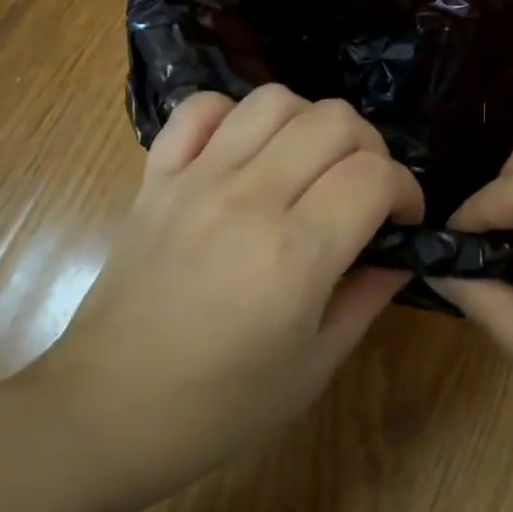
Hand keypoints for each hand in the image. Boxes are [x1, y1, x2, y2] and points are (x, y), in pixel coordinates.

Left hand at [40, 86, 421, 508]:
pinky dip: (234, 116)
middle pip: (334, 121)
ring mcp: (196, 179)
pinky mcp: (156, 177)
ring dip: (310, 124)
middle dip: (370, 150)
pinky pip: (200, 109)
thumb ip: (366, 297)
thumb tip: (399, 252)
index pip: (375, 176)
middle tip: (364, 194)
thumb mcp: (313, 366)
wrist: (106, 411)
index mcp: (295, 253)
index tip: (401, 220)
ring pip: (273, 101)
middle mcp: (248, 198)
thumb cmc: (218, 408)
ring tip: (309, 168)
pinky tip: (245, 153)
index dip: (406, 190)